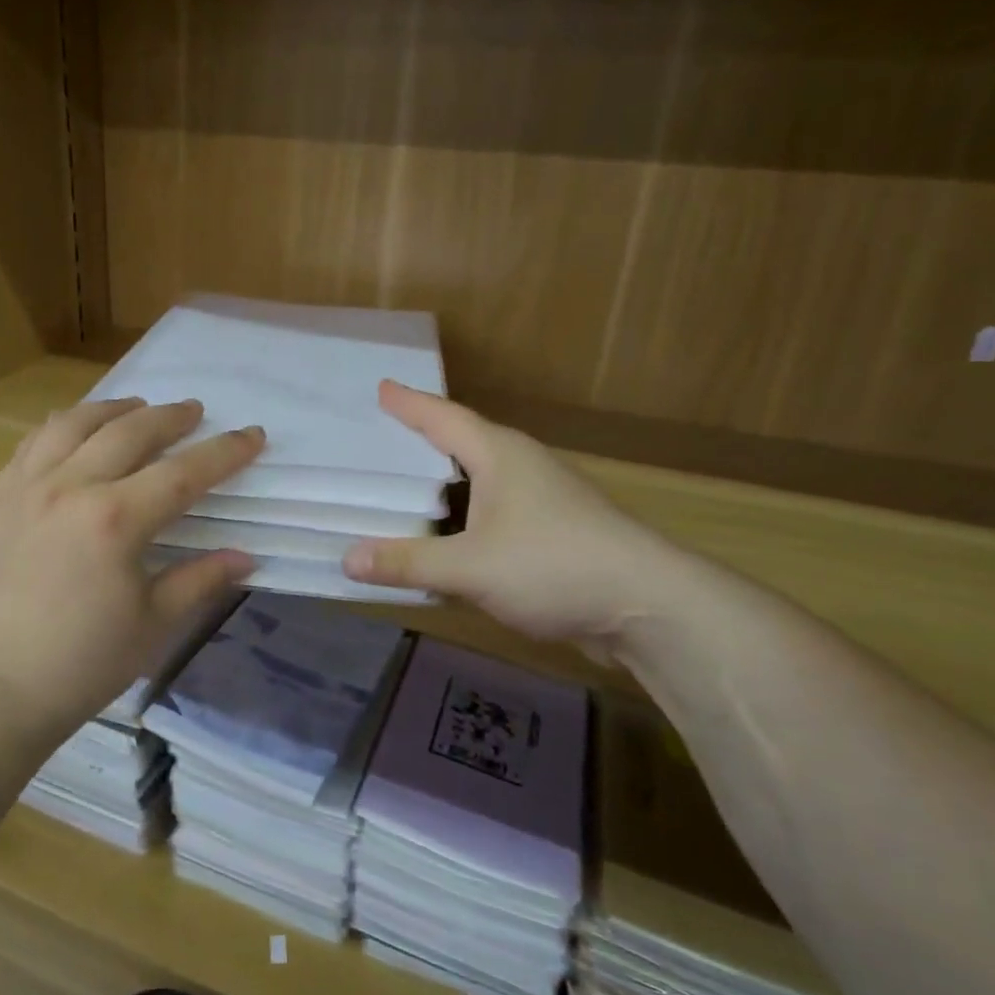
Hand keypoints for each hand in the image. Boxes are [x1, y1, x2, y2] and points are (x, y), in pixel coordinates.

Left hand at [0, 398, 262, 737]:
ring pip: (74, 423)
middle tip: (195, 412)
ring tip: (136, 407)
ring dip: (113, 409)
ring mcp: (28, 488)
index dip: (224, 453)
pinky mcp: (1, 499)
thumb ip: (201, 580)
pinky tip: (76, 431)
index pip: (183, 473)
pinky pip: (33, 444)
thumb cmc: (84, 663)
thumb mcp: (155, 623)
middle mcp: (71, 488)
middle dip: (170, 417)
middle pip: (129, 431)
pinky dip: (62, 427)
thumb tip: (247, 557)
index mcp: (115, 520)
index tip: (253, 435)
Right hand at [343, 381, 682, 652]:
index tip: (380, 387)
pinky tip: (444, 537)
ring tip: (401, 487)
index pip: (443, 417)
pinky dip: (460, 516)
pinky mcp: (552, 531)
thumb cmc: (554, 566)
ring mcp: (541, 499)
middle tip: (377, 438)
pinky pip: (490, 512)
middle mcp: (521, 466)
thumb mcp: (470, 567)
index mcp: (500, 455)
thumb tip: (346, 560)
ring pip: (478, 479)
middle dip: (420, 438)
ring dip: (441, 482)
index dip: (409, 403)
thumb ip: (408, 563)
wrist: (648, 607)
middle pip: (461, 441)